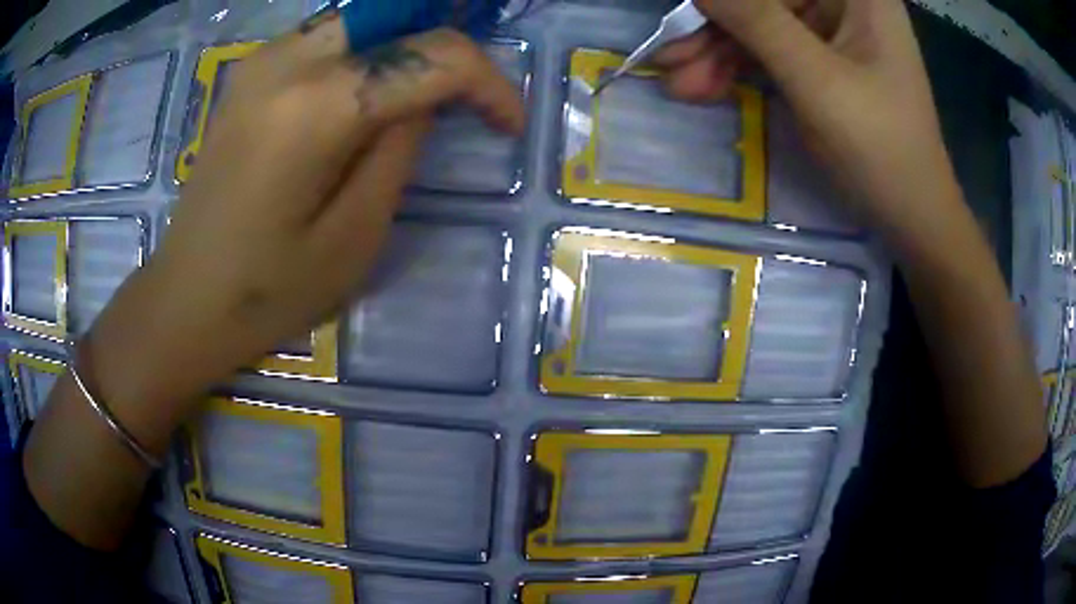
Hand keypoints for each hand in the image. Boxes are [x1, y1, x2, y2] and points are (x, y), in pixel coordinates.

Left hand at [88, 20, 525, 434]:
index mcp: (318, 107)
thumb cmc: (268, 291)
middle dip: (447, 51)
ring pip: (363, 21)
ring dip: (406, 47)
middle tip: (469, 99)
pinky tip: (367, 96)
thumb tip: (425, 100)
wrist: (186, 299)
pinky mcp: (249, 73)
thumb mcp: (355, 236)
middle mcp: (287, 61)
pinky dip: (365, 53)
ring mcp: (261, 60)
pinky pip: (327, 38)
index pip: (433, 56)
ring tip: (427, 96)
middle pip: (398, 17)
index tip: (509, 123)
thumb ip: (400, 150)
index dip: (488, 83)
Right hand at [656, 0, 959, 245]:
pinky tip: (706, 87)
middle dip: (716, 30)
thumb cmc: (880, 149)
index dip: (726, 1)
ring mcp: (832, 29)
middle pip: (764, 0)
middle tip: (670, 64)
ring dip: (717, 53)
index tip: (683, 17)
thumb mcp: (816, 81)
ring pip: (760, 24)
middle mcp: (843, 1)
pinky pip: (770, 49)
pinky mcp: (822, 58)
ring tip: (679, 86)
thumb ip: (755, 21)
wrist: (912, 217)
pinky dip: (738, 67)